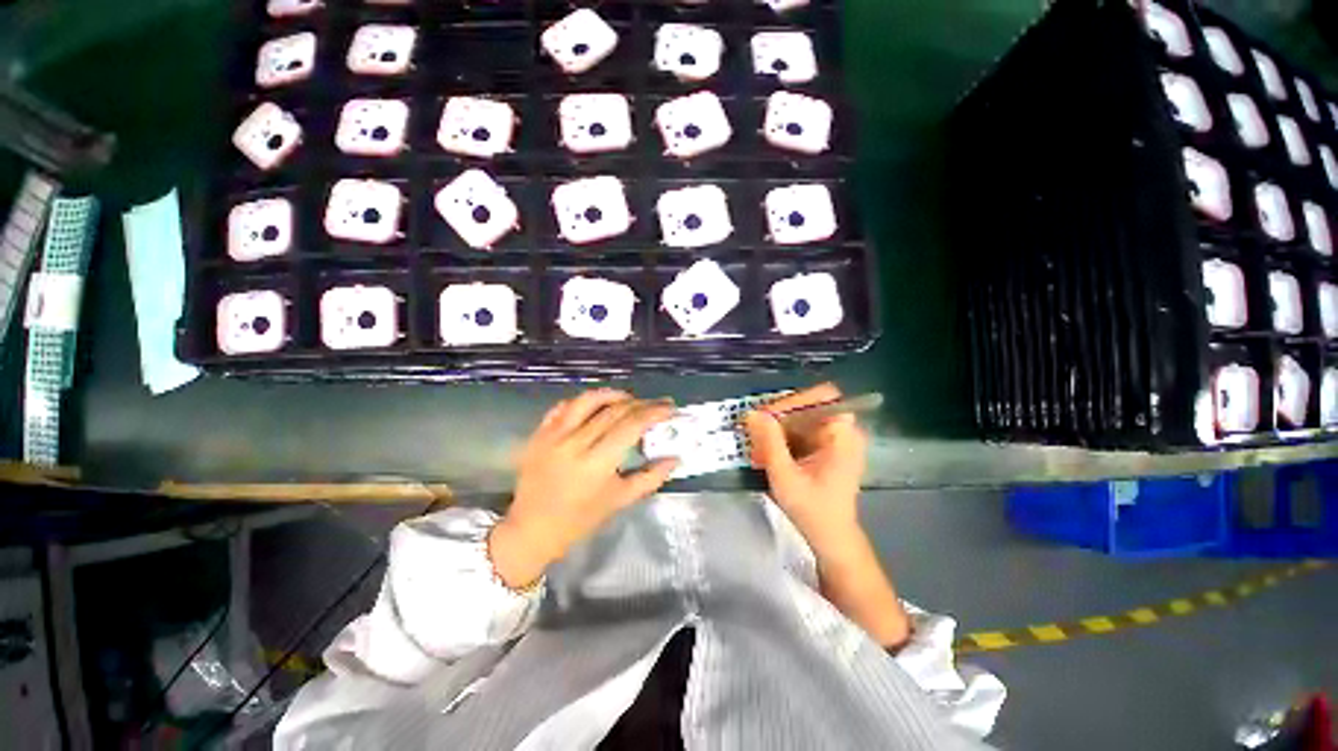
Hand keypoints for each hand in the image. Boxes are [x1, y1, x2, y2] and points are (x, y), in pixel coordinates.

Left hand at [491, 389, 677, 587]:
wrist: (532, 529)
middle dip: (641, 403)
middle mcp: (574, 443)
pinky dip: (584, 401)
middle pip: (614, 411)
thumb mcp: (619, 500)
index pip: (631, 426)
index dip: (653, 413)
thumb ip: (651, 477)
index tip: (670, 407)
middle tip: (658, 402)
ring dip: (613, 394)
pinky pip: (564, 406)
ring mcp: (553, 435)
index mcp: (596, 463)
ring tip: (630, 398)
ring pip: (588, 400)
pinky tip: (597, 404)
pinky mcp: (539, 433)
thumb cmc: (580, 520)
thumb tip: (675, 458)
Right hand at [744, 383, 867, 555]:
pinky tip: (766, 454)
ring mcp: (834, 440)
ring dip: (777, 429)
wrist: (830, 539)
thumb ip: (770, 442)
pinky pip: (801, 432)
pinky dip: (782, 439)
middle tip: (755, 430)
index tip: (767, 415)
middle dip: (779, 417)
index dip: (794, 400)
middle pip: (809, 406)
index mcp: (842, 435)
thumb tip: (753, 413)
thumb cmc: (812, 510)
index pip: (822, 397)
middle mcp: (843, 432)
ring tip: (757, 447)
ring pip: (801, 419)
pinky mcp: (825, 449)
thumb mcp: (785, 476)